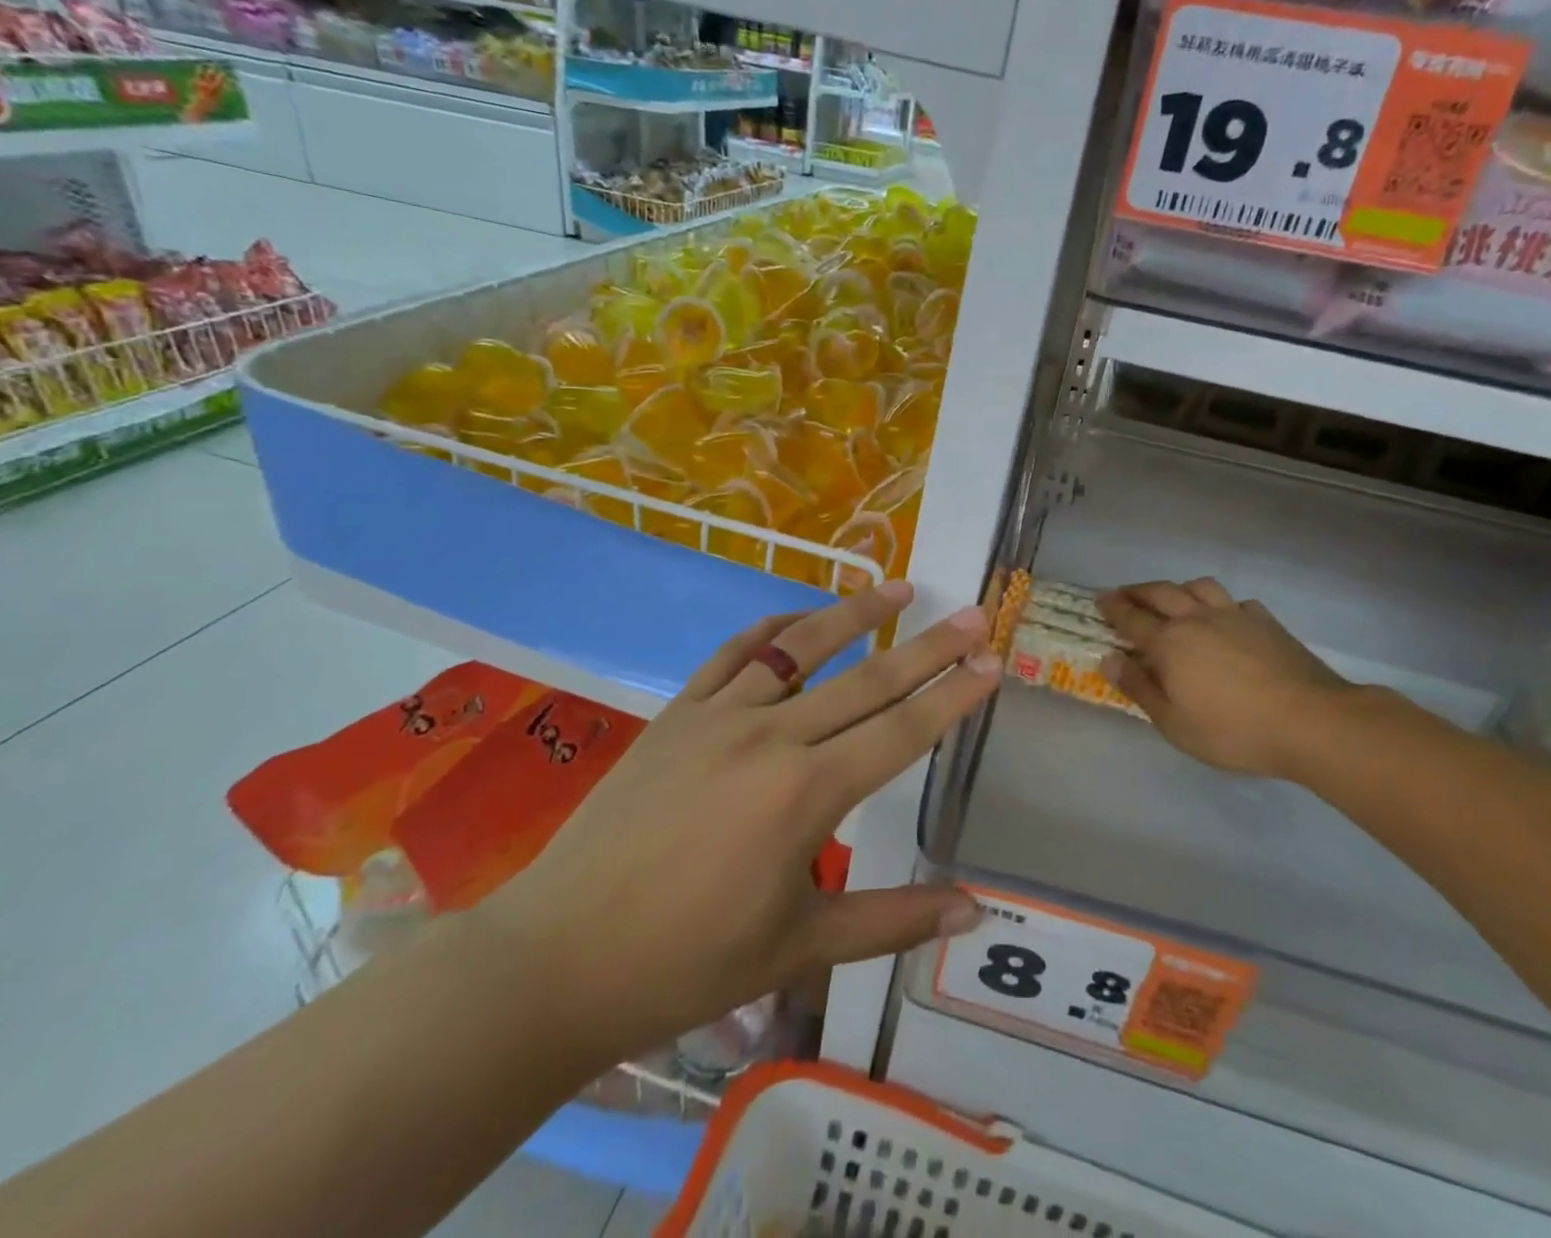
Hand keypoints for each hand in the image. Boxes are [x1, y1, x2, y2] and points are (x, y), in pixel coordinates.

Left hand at [479, 581, 997, 1074]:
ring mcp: (719, 716)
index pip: (901, 732)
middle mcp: (770, 738)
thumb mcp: (799, 948)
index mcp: (805, 795)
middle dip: (929, 647)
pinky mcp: (678, 713)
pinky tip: (799, 617)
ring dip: (856, 614)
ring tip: (901, 587)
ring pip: (802, 648)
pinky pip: (734, 654)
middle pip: (867, 680)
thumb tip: (972, 909)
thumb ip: (892, 920)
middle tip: (973, 613)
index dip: (952, 695)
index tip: (991, 661)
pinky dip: (773, 628)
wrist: (559, 957)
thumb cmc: (687, 963)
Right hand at [1095, 578, 1359, 779]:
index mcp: (1170, 643)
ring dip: (1178, 588)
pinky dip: (1221, 603)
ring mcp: (1235, 616)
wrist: (1311, 721)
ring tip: (1172, 598)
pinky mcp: (1266, 622)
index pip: (1132, 618)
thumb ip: (1139, 688)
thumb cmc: (1233, 730)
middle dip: (1138, 591)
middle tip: (1124, 594)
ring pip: (1199, 586)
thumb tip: (1110, 659)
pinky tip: (1225, 617)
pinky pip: (1236, 601)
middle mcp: (1197, 619)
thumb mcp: (1174, 723)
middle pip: (1161, 593)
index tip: (1099, 601)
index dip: (1113, 609)